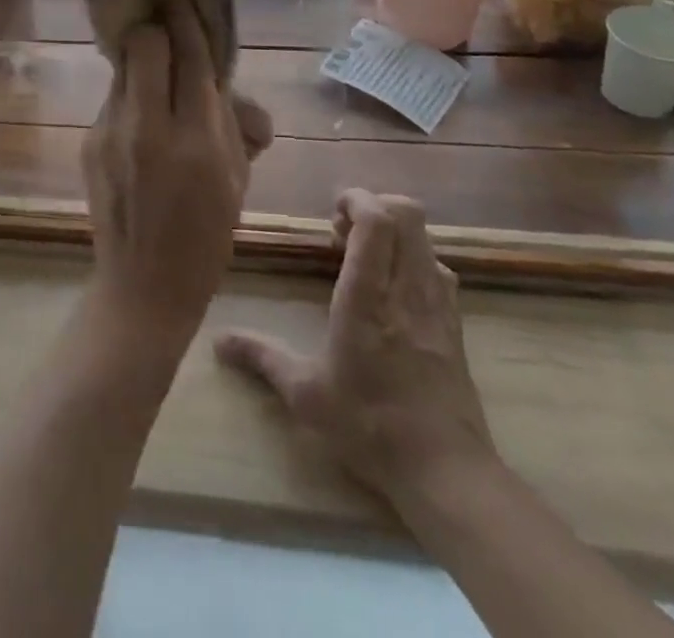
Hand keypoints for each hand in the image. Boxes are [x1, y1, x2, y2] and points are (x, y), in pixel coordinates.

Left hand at [81, 2, 272, 338]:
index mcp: (197, 140)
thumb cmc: (205, 237)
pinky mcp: (89, 141)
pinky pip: (114, 98)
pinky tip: (141, 118)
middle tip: (168, 28)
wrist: (143, 287)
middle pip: (143, 44)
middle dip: (156, 27)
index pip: (191, 56)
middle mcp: (149, 127)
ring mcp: (111, 133)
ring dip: (142, 60)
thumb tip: (224, 84)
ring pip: (123, 67)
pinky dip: (131, 95)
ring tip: (156, 75)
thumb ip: (234, 123)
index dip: (186, 18)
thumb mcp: (237, 181)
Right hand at [216, 190, 496, 506]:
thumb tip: (217, 341)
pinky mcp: (455, 325)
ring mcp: (438, 304)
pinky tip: (394, 290)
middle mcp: (407, 287)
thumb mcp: (306, 394)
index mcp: (368, 295)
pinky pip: (439, 269)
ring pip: (426, 239)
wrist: (447, 473)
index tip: (333, 211)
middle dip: (376, 206)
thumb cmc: (370, 425)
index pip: (378, 220)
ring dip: (396, 233)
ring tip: (366, 259)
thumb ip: (263, 357)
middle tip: (345, 231)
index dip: (358, 200)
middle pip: (407, 214)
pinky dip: (415, 260)